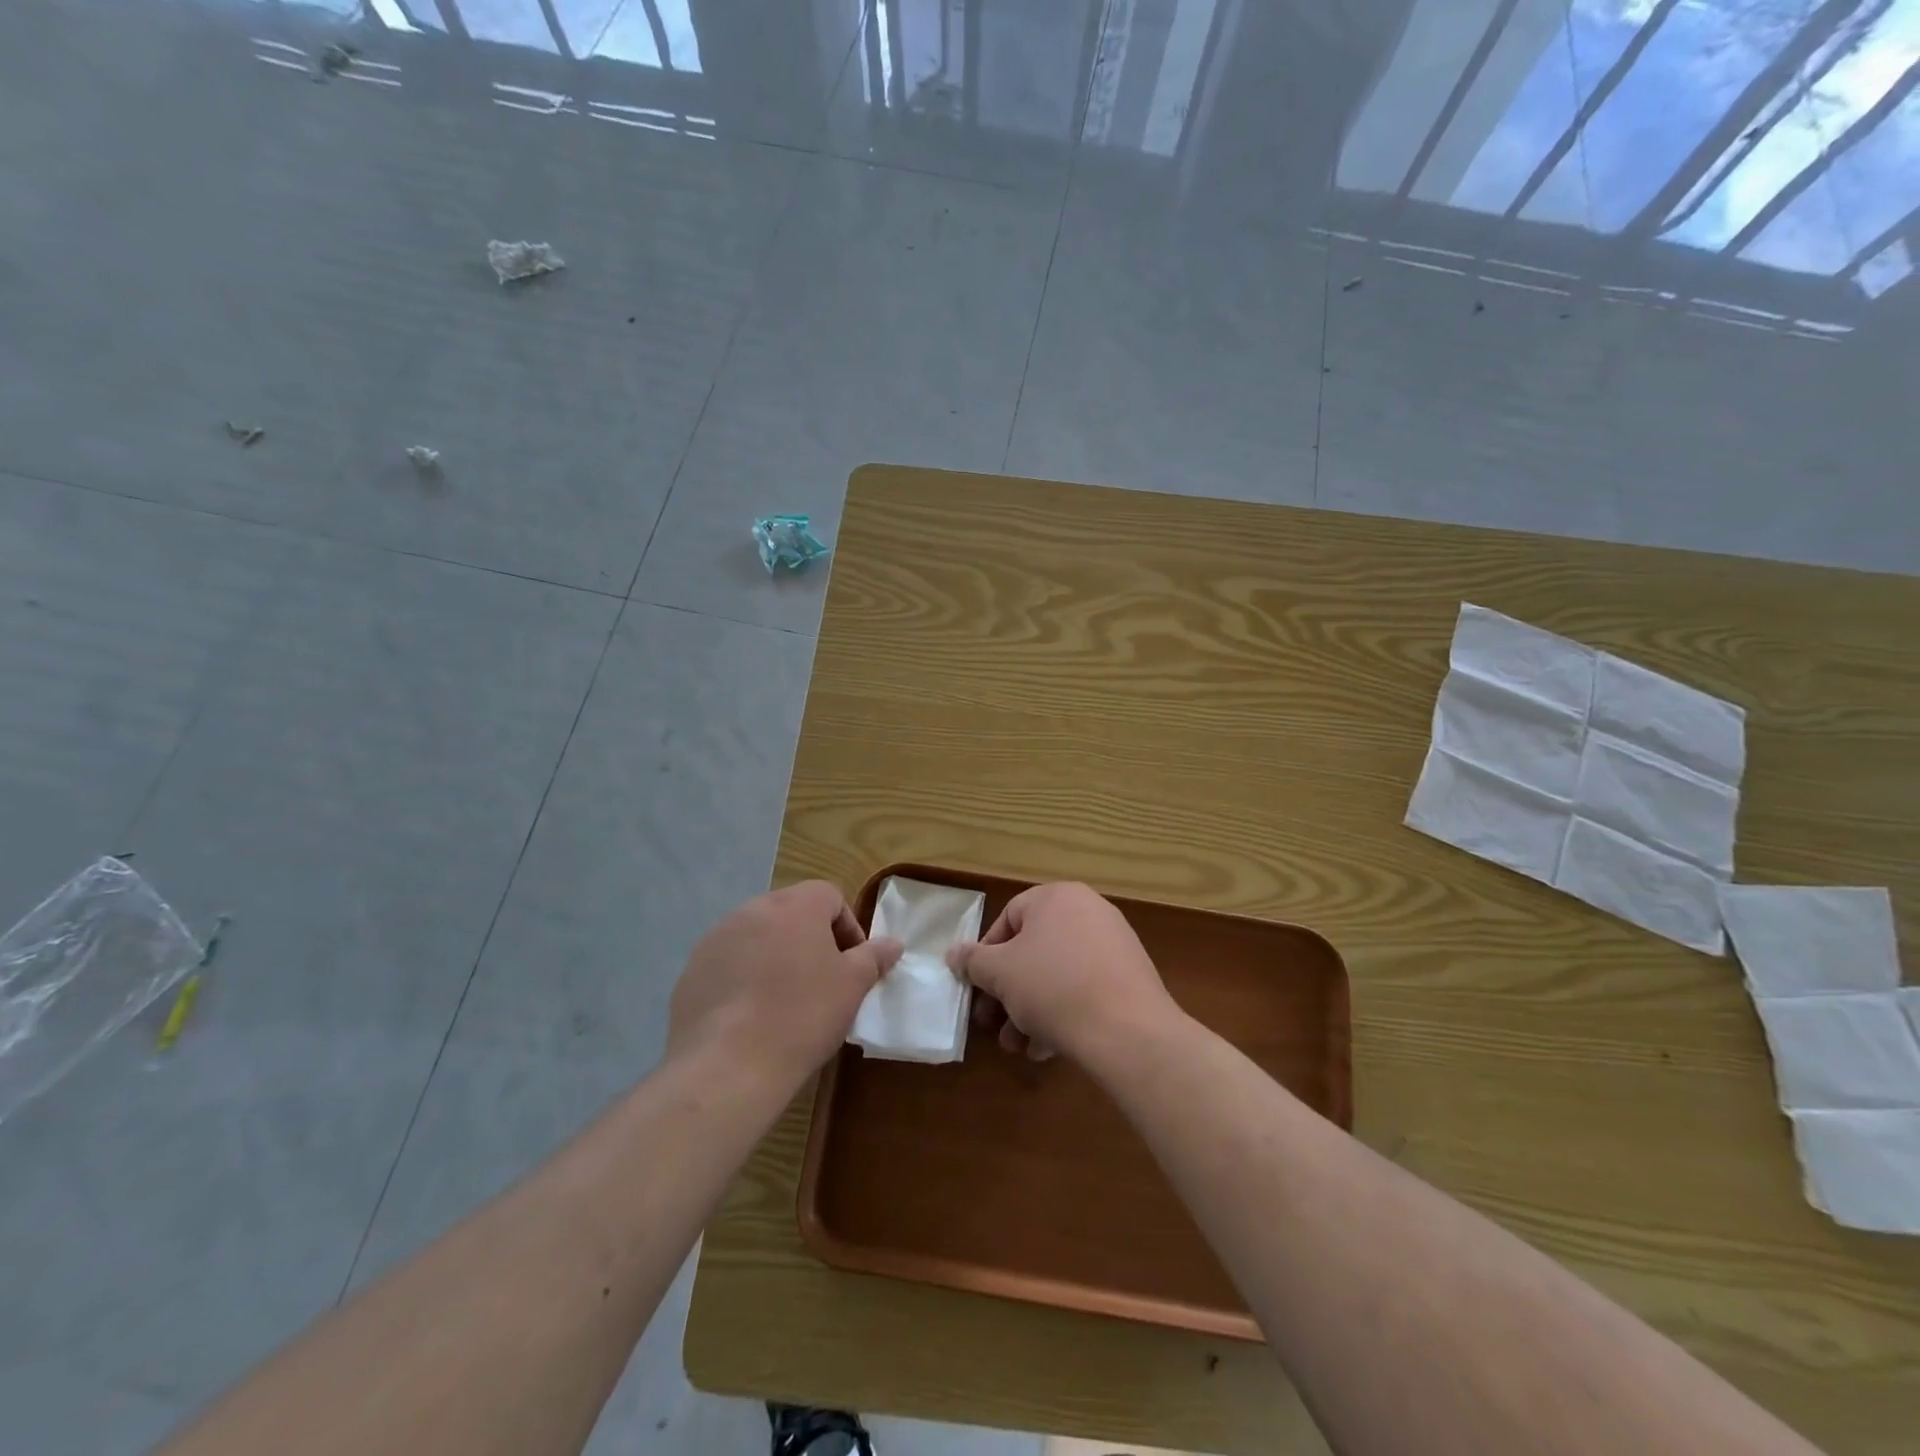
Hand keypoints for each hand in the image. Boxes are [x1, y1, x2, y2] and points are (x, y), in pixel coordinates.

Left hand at [667, 881, 901, 1094]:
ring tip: (784, 1001)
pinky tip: (751, 1017)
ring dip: (776, 957)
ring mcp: (717, 939)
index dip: (847, 927)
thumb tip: (893, 943)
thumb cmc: (802, 1016)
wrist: (727, 1066)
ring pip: (758, 937)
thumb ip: (874, 957)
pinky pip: (729, 963)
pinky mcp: (692, 971)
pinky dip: (744, 979)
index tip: (852, 965)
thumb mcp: (852, 986)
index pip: (829, 896)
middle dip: (810, 940)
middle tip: (822, 982)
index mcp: (795, 906)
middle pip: (791, 912)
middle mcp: (752, 910)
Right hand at [946, 882, 1179, 1068]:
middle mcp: (1088, 911)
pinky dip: (1062, 1013)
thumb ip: (973, 961)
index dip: (986, 955)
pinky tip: (1047, 1048)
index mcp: (1057, 897)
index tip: (977, 988)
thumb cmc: (1054, 988)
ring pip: (1057, 975)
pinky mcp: (1130, 978)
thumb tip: (954, 954)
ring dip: (1030, 1010)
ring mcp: (1114, 944)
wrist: (1128, 1031)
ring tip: (1018, 1047)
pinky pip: (1084, 989)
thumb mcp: (1000, 973)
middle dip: (1007, 992)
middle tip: (991, 1024)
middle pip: (1033, 951)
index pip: (1009, 918)